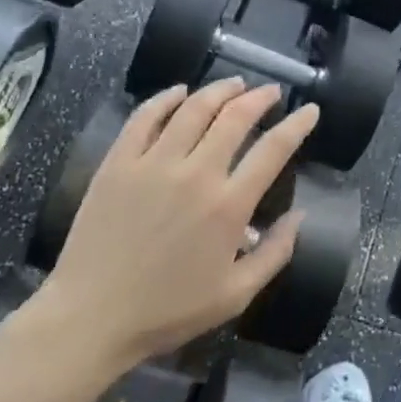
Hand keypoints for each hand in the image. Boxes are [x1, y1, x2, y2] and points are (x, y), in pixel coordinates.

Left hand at [38, 79, 317, 378]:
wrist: (91, 317)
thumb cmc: (168, 311)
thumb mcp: (236, 295)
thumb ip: (275, 253)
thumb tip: (300, 215)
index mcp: (228, 205)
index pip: (274, 149)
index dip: (297, 124)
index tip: (310, 110)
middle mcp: (196, 174)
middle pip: (235, 117)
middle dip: (260, 98)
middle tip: (271, 92)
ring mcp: (153, 164)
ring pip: (193, 108)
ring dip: (219, 90)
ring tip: (234, 84)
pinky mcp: (118, 163)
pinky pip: (145, 117)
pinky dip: (166, 98)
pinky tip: (179, 92)